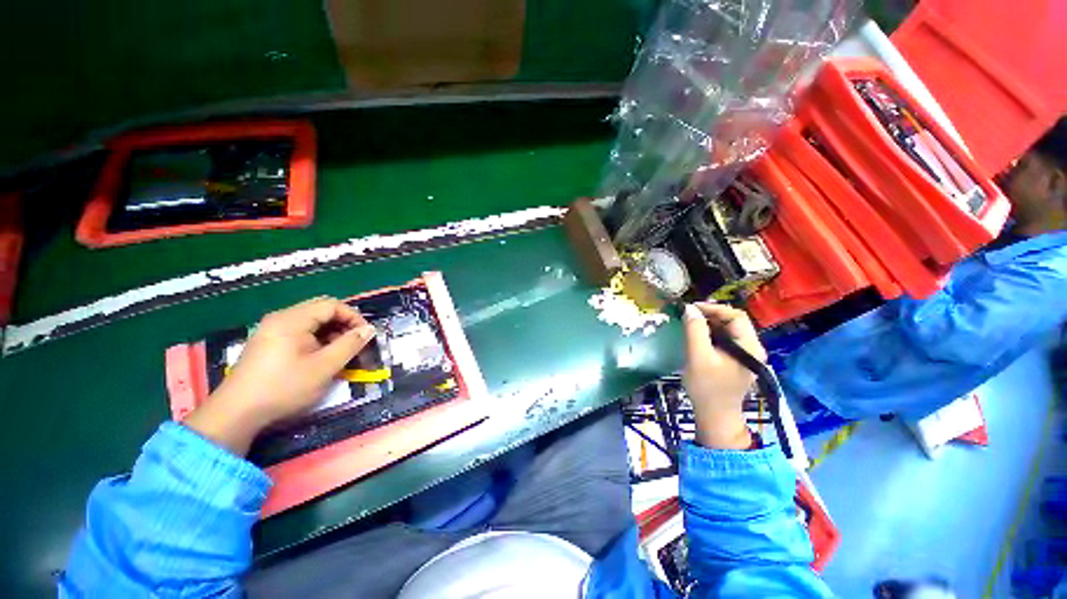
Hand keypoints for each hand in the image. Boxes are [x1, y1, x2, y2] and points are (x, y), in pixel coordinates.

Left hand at [184, 297, 375, 455]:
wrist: (236, 413)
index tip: (365, 336)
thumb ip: (350, 344)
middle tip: (354, 344)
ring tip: (340, 354)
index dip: (353, 317)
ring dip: (331, 334)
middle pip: (321, 311)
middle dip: (343, 325)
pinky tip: (320, 358)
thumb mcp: (324, 367)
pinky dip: (316, 340)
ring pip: (311, 322)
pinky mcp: (268, 343)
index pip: (332, 305)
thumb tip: (369, 329)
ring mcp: (271, 330)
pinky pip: (299, 332)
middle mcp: (281, 318)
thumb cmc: (284, 387)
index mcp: (292, 319)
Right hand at [682, 302, 766, 449]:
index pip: (736, 316)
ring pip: (728, 330)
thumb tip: (689, 308)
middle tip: (688, 316)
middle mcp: (752, 348)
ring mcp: (745, 355)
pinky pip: (725, 340)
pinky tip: (697, 337)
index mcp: (749, 347)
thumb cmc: (706, 387)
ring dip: (710, 324)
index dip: (713, 308)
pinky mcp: (736, 361)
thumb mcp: (697, 356)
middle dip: (711, 315)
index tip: (691, 309)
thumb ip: (694, 331)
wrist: (714, 416)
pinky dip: (711, 334)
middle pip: (733, 322)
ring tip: (690, 324)